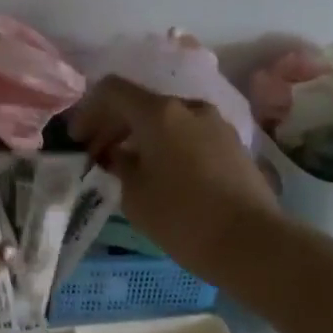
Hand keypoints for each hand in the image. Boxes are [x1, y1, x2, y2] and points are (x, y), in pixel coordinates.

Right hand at [70, 75, 278, 282]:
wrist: (253, 243)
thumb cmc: (183, 218)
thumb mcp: (135, 195)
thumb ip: (120, 165)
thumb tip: (119, 155)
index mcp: (159, 113)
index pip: (112, 89)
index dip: (88, 110)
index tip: (78, 139)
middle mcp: (188, 107)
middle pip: (140, 103)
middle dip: (113, 125)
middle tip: (96, 155)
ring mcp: (215, 124)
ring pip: (166, 119)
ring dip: (141, 136)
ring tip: (128, 167)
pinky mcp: (232, 144)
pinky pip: (188, 133)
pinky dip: (166, 144)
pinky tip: (161, 174)